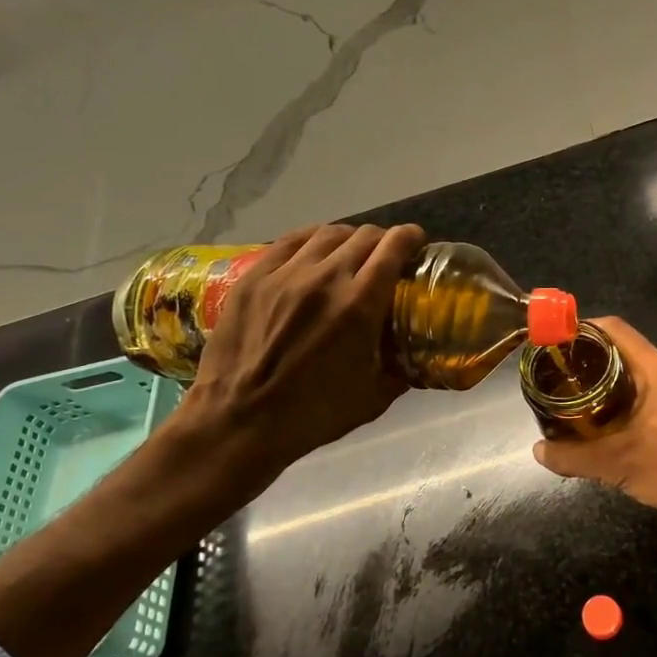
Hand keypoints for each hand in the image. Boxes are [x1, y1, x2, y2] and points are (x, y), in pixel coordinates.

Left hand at [169, 222, 424, 492]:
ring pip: (327, 234)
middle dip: (383, 239)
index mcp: (359, 306)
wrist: (238, 422)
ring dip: (349, 238)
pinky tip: (315, 249)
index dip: (410, 238)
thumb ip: (401, 370)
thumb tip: (417, 356)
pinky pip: (290, 241)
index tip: (417, 242)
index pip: (392, 249)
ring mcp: (285, 274)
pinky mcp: (254, 277)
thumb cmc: (311, 415)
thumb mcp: (372, 398)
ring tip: (352, 250)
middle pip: (363, 236)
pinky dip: (312, 239)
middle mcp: (324, 278)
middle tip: (386, 254)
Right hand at [531, 316, 656, 548]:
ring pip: (638, 376)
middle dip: (590, 360)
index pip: (616, 330)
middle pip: (625, 351)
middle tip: (559, 376)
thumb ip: (574, 457)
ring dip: (608, 384)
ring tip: (577, 401)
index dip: (583, 329)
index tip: (556, 343)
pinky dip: (626, 403)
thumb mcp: (618, 465)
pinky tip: (608, 427)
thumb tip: (537, 451)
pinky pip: (651, 397)